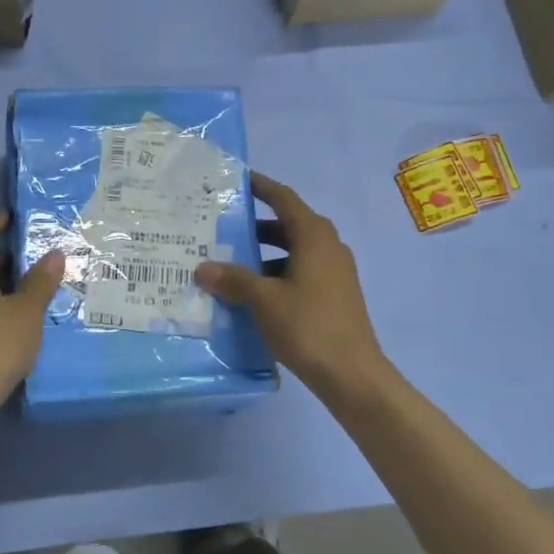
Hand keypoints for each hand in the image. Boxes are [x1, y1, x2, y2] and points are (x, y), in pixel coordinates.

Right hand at [194, 173, 387, 394]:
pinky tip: (252, 295)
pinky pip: (299, 273)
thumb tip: (203, 268)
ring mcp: (334, 272)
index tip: (236, 180)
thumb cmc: (308, 326)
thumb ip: (233, 279)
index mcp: (314, 235)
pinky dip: (275, 275)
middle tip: (220, 228)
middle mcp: (327, 246)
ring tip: (228, 264)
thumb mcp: (264, 300)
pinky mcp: (334, 295)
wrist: (351, 373)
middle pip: (287, 225)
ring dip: (262, 255)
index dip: (260, 187)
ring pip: (292, 252)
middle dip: (254, 226)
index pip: (283, 199)